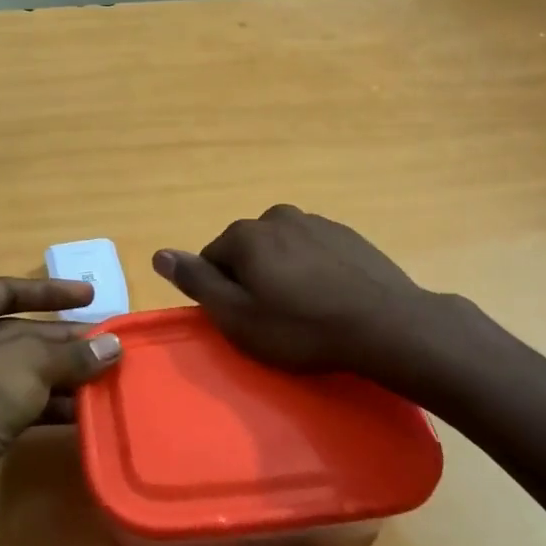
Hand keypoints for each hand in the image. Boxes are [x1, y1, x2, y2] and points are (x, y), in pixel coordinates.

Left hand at [0, 277, 120, 545]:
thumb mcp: (26, 364)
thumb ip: (71, 353)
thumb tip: (112, 346)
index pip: (5, 290)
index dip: (50, 292)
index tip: (91, 297)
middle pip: (16, 334)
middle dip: (63, 341)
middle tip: (109, 346)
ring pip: (18, 375)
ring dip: (61, 378)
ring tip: (106, 381)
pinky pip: (14, 409)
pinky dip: (47, 409)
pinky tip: (81, 415)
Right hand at [152, 205, 433, 379]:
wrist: (386, 325)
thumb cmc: (302, 328)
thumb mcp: (238, 316)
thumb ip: (197, 282)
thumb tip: (159, 254)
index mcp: (246, 235)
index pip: (212, 259)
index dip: (222, 293)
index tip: (244, 320)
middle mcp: (277, 216)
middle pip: (248, 251)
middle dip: (253, 279)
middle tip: (274, 319)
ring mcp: (317, 222)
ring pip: (282, 250)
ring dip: (284, 274)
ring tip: (305, 311)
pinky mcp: (348, 235)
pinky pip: (314, 251)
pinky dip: (313, 271)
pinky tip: (330, 299)